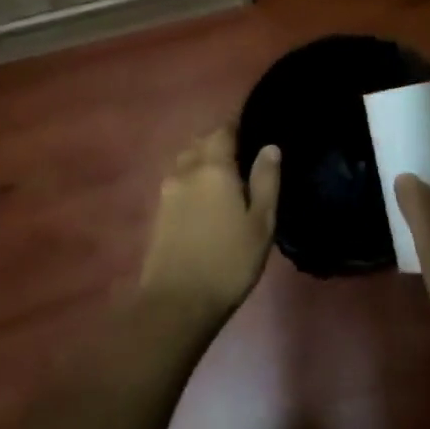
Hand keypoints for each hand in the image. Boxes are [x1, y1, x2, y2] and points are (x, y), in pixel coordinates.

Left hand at [138, 128, 280, 326]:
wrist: (177, 303)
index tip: (254, 128)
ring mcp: (167, 192)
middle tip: (245, 155)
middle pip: (201, 143)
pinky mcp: (159, 213)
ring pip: (186, 162)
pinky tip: (207, 198)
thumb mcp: (261, 223)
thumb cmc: (229, 261)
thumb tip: (270, 147)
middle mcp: (186, 172)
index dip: (238, 125)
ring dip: (204, 161)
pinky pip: (179, 182)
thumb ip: (266, 181)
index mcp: (213, 168)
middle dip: (220, 142)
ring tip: (226, 176)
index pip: (223, 131)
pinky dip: (193, 180)